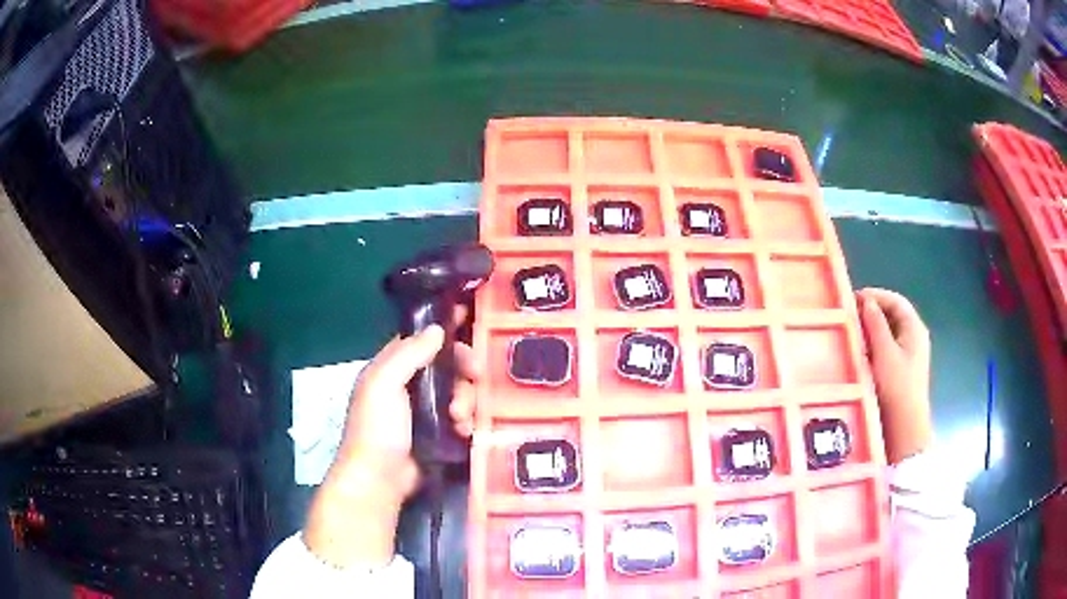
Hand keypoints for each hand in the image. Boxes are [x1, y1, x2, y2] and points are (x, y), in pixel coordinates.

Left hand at [303, 315, 478, 567]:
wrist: (380, 479)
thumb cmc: (377, 427)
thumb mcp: (384, 383)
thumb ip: (409, 354)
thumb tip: (437, 329)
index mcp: (390, 369)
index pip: (421, 340)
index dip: (444, 332)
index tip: (471, 323)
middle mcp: (407, 386)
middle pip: (445, 365)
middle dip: (462, 370)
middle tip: (475, 376)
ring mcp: (424, 412)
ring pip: (457, 392)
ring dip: (465, 400)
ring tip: (459, 418)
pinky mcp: (438, 434)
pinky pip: (461, 418)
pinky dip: (466, 421)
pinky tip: (463, 431)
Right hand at [857, 288, 932, 464]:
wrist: (905, 425)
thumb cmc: (897, 386)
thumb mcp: (884, 353)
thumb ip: (876, 324)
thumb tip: (866, 302)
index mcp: (914, 328)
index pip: (895, 301)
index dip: (875, 296)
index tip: (853, 298)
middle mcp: (914, 336)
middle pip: (893, 315)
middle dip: (872, 312)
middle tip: (850, 315)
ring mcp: (909, 354)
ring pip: (890, 331)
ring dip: (872, 328)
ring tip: (852, 332)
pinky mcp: (902, 369)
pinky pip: (888, 347)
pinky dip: (875, 344)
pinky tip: (862, 352)